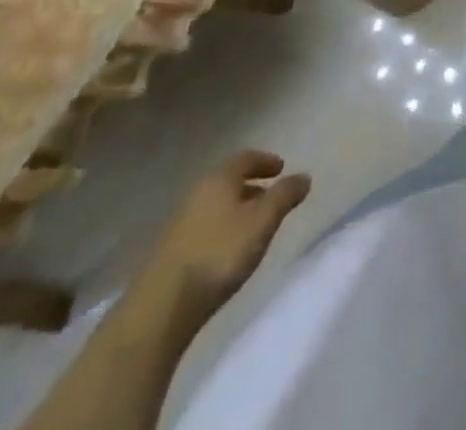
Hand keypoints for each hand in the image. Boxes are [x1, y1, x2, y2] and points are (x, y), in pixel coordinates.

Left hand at [129, 151, 311, 330]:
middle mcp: (197, 193)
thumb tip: (304, 176)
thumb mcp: (263, 221)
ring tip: (254, 228)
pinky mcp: (170, 252)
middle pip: (229, 181)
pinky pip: (205, 227)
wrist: (161, 308)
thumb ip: (285, 196)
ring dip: (237, 210)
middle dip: (252, 187)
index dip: (266, 161)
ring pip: (216, 206)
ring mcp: (180, 223)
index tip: (281, 169)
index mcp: (219, 179)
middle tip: (271, 199)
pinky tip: (229, 251)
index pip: (246, 158)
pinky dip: (222, 229)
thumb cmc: (219, 254)